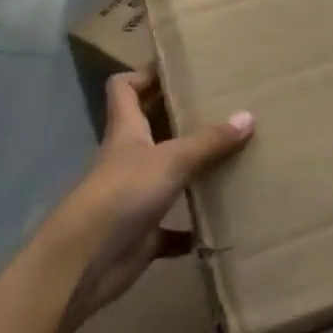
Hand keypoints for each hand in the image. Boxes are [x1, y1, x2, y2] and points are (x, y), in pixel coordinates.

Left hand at [45, 68, 252, 324]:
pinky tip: (220, 222)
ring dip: (191, 169)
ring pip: (165, 174)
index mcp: (127, 130)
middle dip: (179, 115)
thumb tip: (248, 116)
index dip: (145, 74)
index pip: (125, 88)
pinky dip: (192, 226)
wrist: (84, 263)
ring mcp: (134, 196)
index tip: (178, 68)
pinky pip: (172, 227)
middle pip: (150, 126)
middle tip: (219, 104)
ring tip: (230, 155)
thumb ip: (209, 142)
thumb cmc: (123, 193)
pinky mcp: (142, 233)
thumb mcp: (171, 160)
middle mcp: (128, 157)